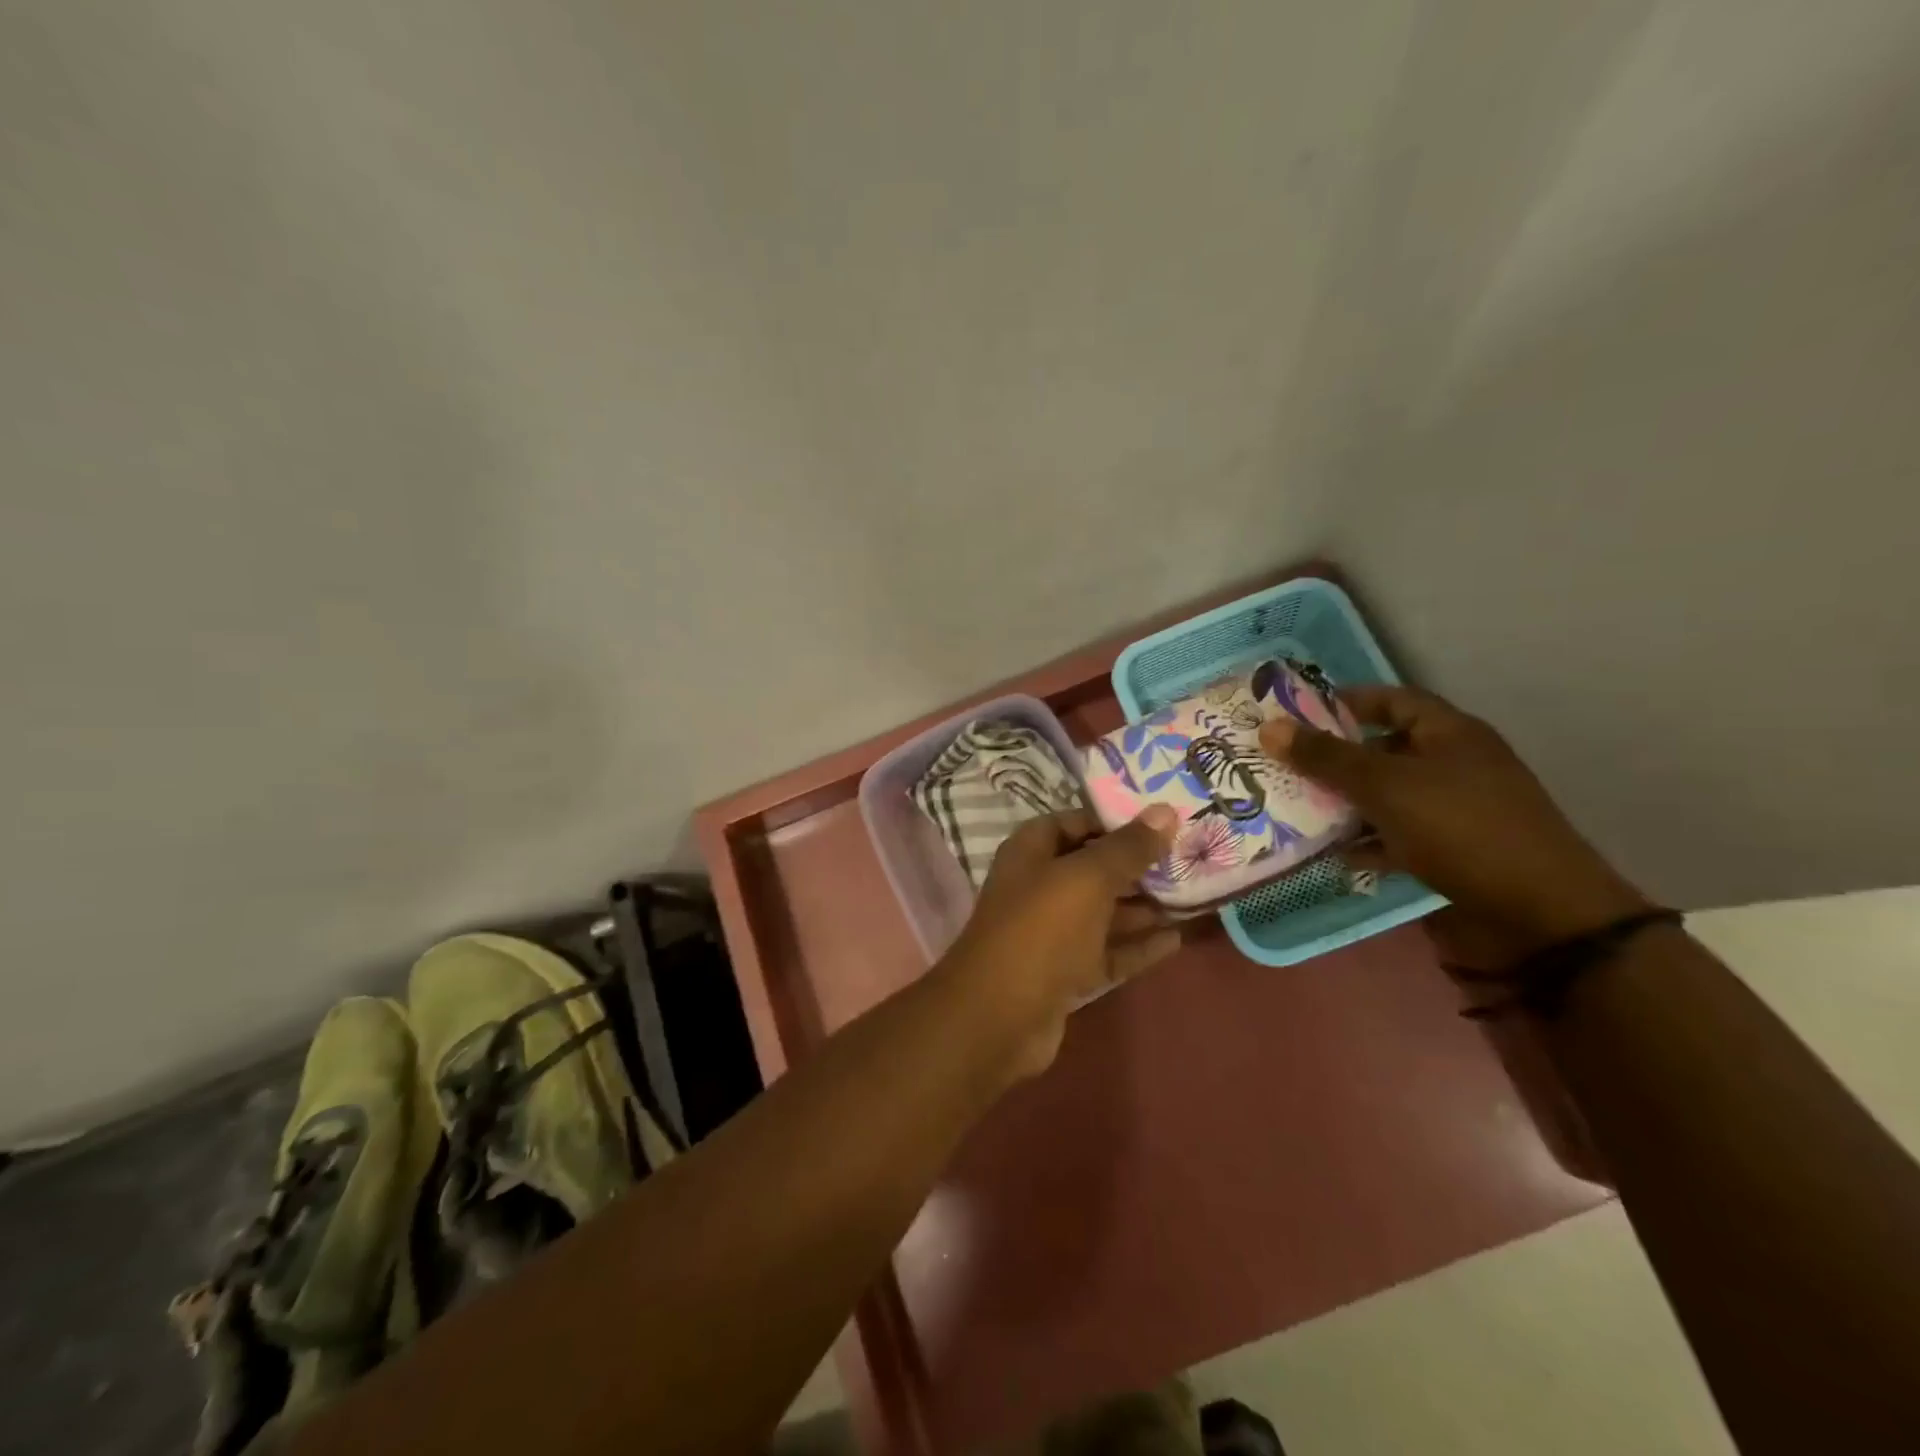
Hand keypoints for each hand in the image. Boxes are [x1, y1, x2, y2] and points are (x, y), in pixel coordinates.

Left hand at [937, 807, 1181, 1079]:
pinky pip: (1108, 951)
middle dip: (1138, 865)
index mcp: (1031, 852)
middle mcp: (1039, 887)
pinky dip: (1138, 945)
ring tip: (1194, 896)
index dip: (1115, 820)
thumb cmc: (1042, 929)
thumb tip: (1165, 811)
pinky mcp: (1066, 973)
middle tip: (1190, 858)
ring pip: (1104, 912)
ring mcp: (1052, 933)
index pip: (1075, 822)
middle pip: (1093, 868)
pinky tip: (1177, 939)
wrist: (1000, 1016)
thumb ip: (1128, 847)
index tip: (1163, 821)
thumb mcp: (1088, 878)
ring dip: (1144, 906)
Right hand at [1258, 685, 1649, 967]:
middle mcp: (1454, 764)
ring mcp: (1456, 808)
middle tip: (1285, 765)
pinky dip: (1369, 842)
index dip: (1346, 702)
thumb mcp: (1385, 786)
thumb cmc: (1460, 828)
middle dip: (1335, 759)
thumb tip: (1270, 728)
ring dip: (1346, 803)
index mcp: (1449, 733)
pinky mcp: (1454, 849)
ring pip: (1388, 795)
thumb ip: (1326, 758)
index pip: (1392, 700)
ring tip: (1297, 810)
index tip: (1298, 714)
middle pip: (1384, 749)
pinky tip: (1337, 855)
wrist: (1538, 913)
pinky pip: (1399, 835)